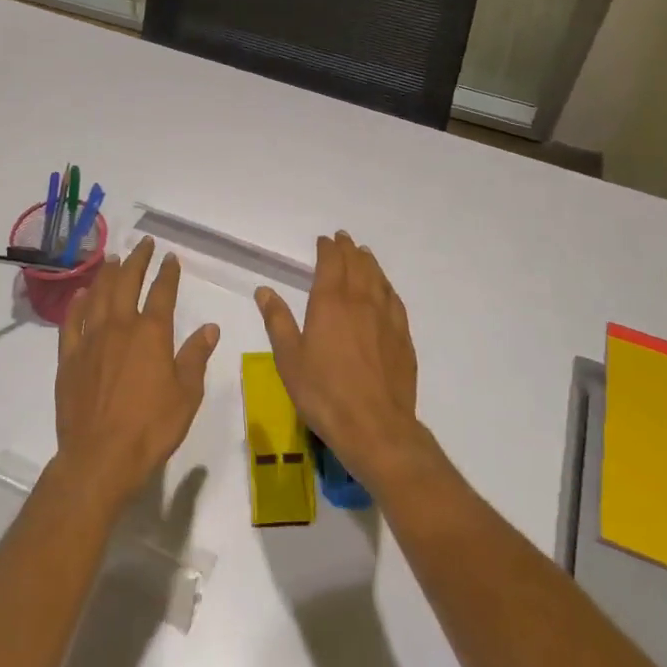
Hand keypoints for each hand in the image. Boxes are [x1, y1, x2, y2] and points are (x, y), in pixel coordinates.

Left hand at [54, 238, 219, 516]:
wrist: (100, 458)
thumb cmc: (151, 428)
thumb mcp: (187, 395)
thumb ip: (195, 357)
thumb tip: (210, 327)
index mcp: (151, 334)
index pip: (162, 293)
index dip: (168, 273)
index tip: (171, 257)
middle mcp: (120, 327)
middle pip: (127, 283)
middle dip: (137, 260)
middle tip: (143, 244)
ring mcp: (91, 341)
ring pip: (98, 295)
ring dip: (107, 274)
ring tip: (113, 259)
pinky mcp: (69, 359)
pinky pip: (72, 322)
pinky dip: (77, 304)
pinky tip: (82, 294)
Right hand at [256, 232, 425, 493]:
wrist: (375, 427)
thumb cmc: (324, 393)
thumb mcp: (289, 359)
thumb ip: (278, 321)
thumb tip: (264, 290)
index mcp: (330, 303)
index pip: (331, 264)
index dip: (328, 249)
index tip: (325, 240)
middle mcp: (360, 302)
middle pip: (357, 266)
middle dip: (349, 250)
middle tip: (344, 239)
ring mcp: (386, 319)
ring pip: (378, 279)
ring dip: (369, 263)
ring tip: (364, 254)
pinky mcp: (402, 338)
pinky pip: (394, 300)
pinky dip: (387, 287)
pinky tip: (385, 290)